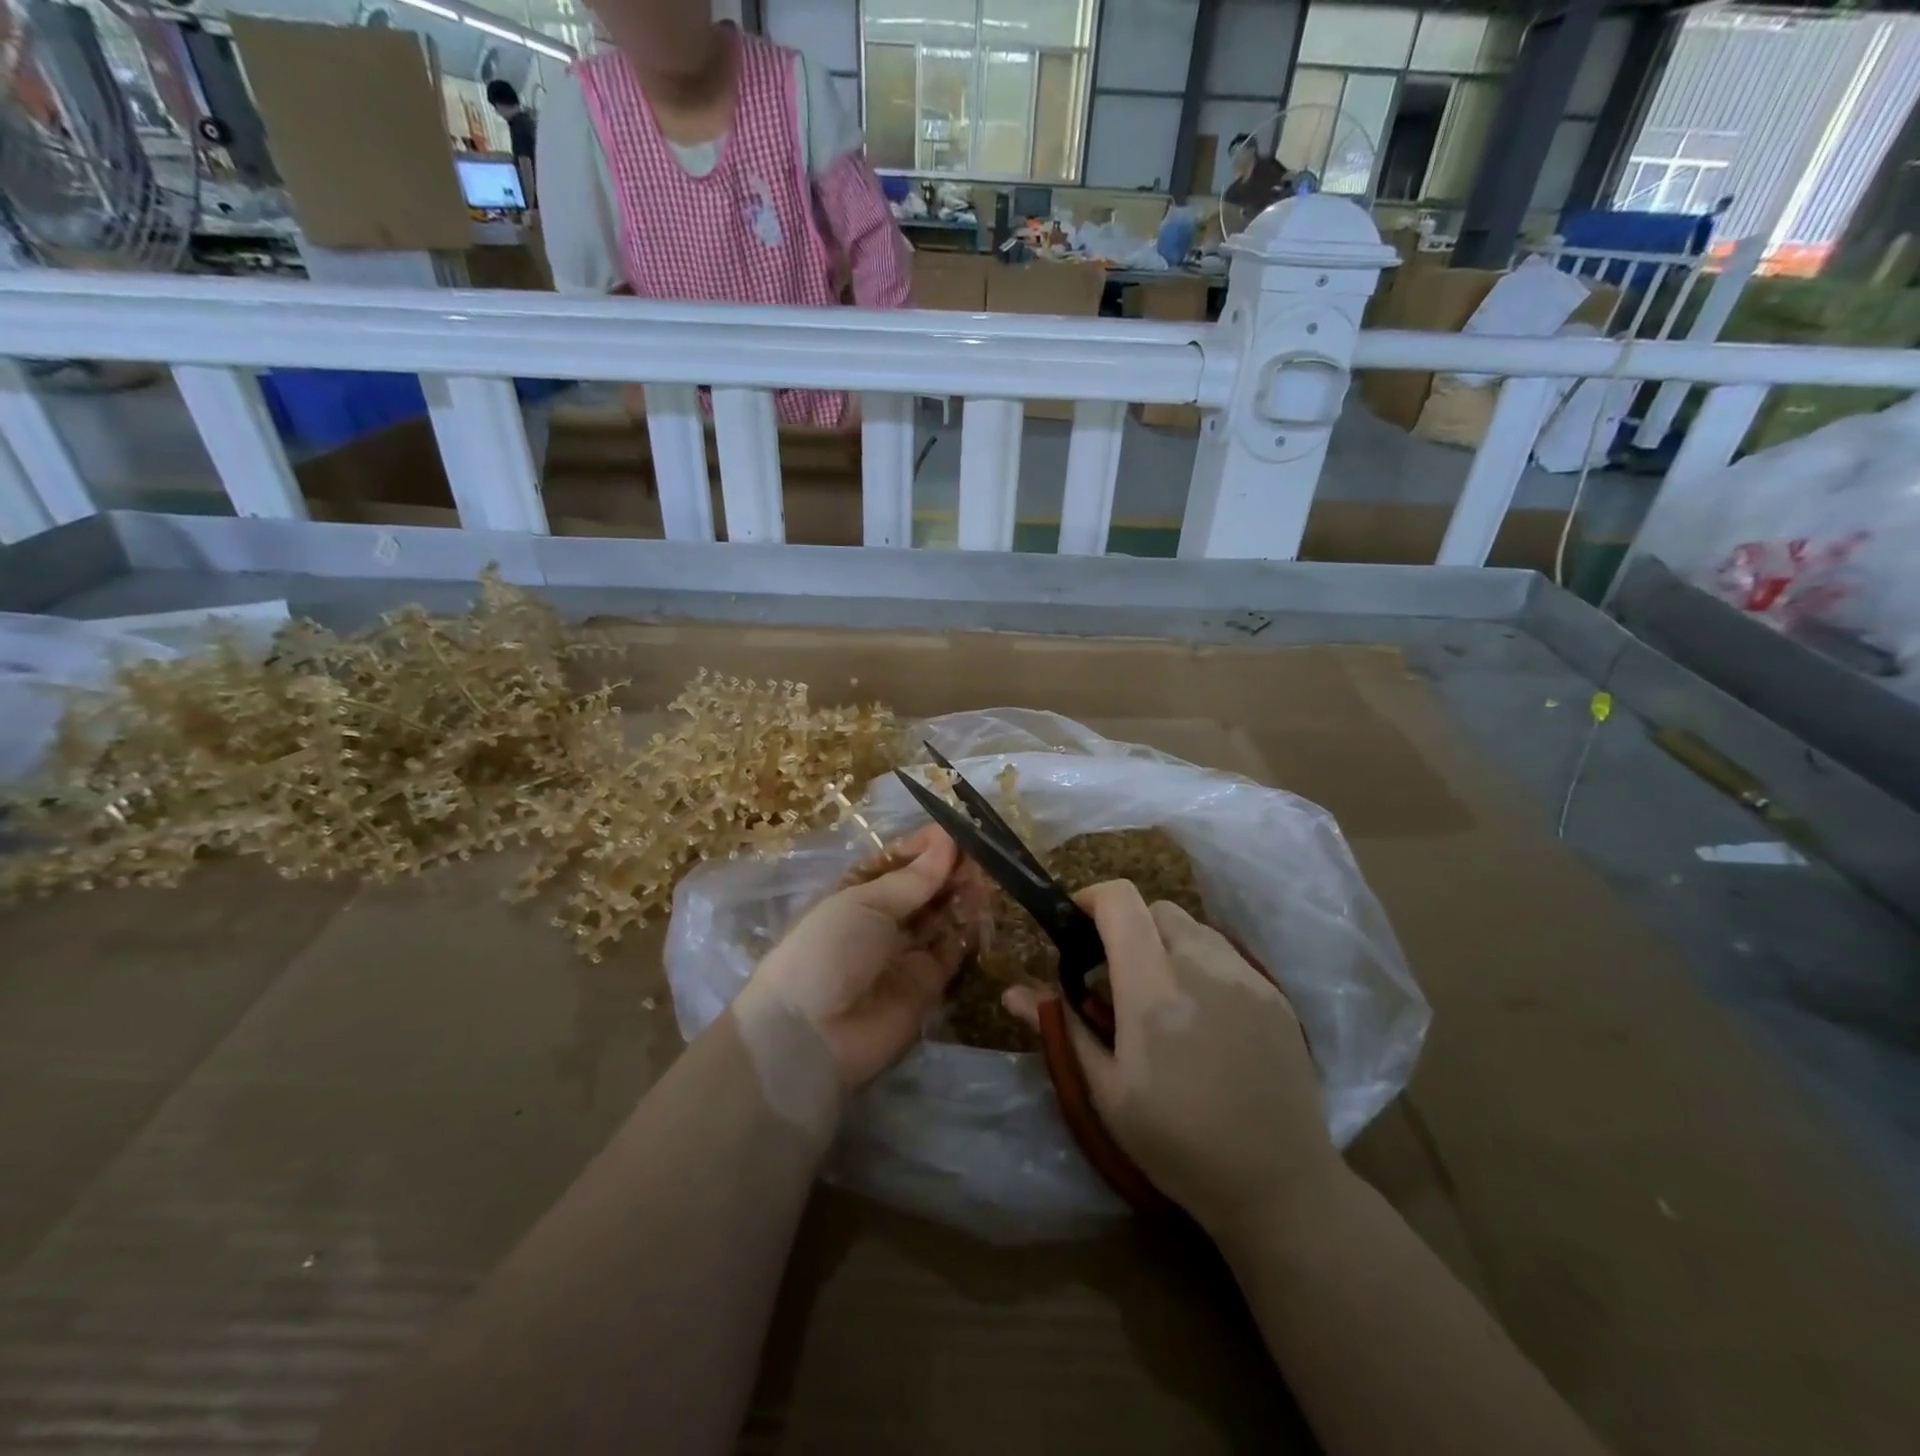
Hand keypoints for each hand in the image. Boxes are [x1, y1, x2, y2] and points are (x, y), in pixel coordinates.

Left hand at [733, 826, 984, 1097]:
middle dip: (948, 870)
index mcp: (854, 893)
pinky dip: (967, 930)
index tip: (955, 831)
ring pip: (941, 917)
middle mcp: (880, 921)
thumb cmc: (827, 950)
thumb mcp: (863, 903)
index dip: (923, 847)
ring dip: (961, 896)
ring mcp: (904, 953)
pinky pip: (952, 951)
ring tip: (985, 876)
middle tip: (980, 853)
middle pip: (922, 889)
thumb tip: (947, 843)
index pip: (895, 862)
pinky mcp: (927, 985)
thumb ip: (912, 879)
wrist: (812, 1035)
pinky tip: (982, 908)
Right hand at [1004, 881, 1340, 1240]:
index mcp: (1153, 991)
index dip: (1092, 898)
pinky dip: (1200, 962)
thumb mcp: (1107, 1094)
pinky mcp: (1274, 994)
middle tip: (1115, 975)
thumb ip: (1063, 1029)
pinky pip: (1226, 953)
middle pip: (1156, 909)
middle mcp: (1202, 968)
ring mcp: (1246, 977)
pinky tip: (1202, 1013)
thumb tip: (1012, 992)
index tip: (1076, 926)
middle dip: (1127, 927)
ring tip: (1161, 994)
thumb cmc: (1179, 1146)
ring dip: (1165, 943)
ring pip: (1193, 927)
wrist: (1280, 1186)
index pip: (1122, 902)